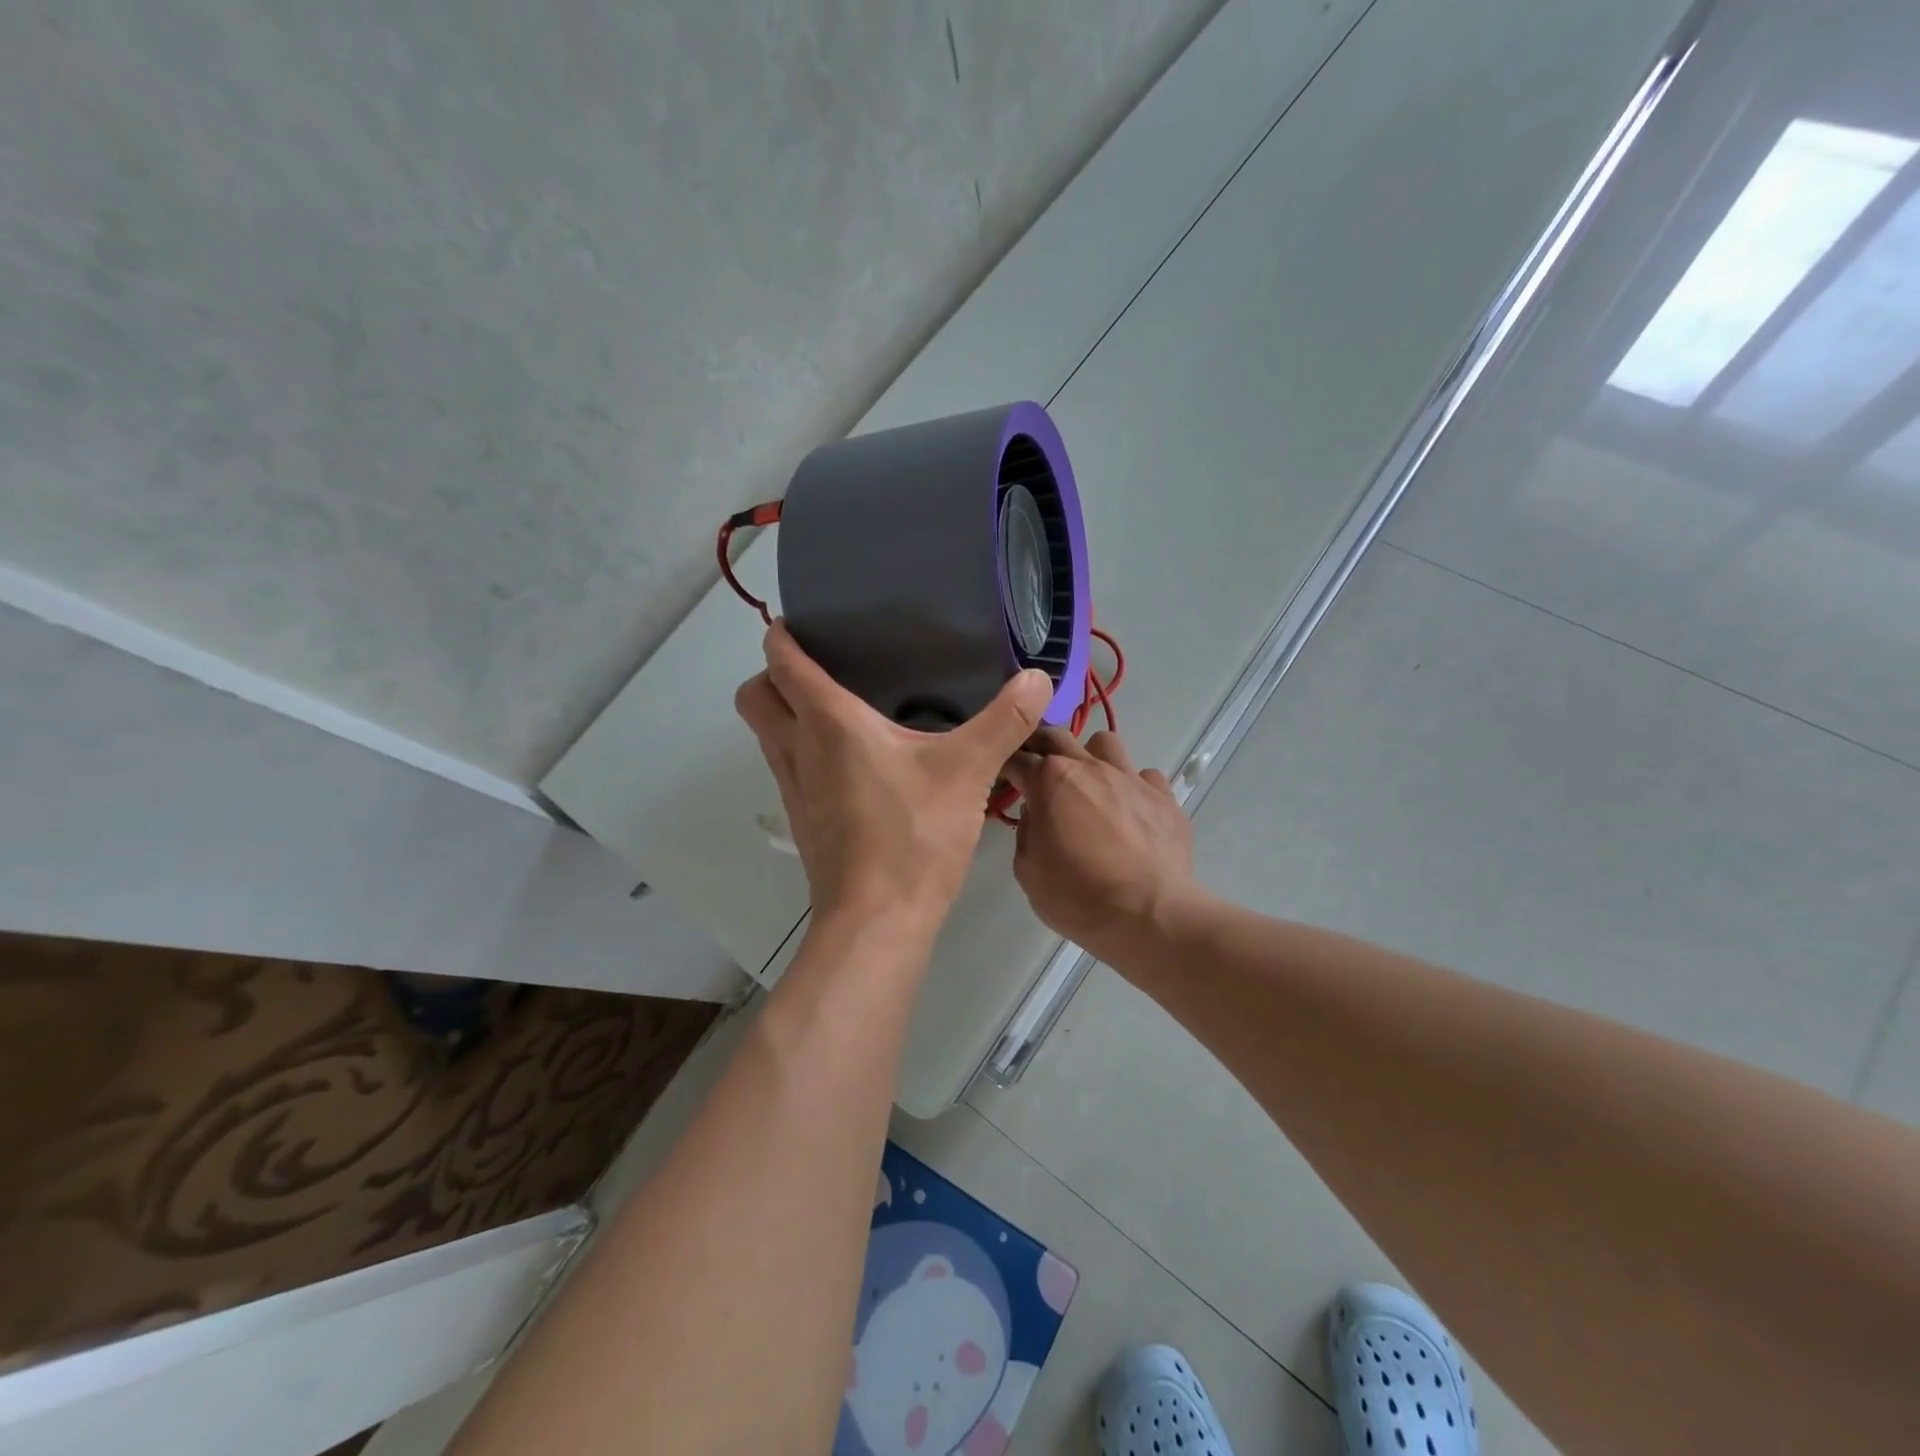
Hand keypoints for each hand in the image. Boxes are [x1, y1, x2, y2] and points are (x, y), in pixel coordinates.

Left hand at [735, 622, 1054, 930]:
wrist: (877, 922)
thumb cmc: (914, 836)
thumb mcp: (968, 771)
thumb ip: (1004, 720)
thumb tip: (1039, 677)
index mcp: (828, 722)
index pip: (782, 661)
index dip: (784, 635)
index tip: (808, 621)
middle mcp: (797, 749)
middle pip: (755, 695)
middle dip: (774, 674)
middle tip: (823, 668)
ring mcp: (793, 789)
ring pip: (767, 735)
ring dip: (787, 714)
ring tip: (841, 709)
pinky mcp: (803, 821)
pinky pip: (788, 768)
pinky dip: (804, 752)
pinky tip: (854, 763)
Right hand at [1002, 728, 1200, 961]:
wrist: (1149, 913)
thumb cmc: (1078, 895)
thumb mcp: (1028, 871)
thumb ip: (1026, 832)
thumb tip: (1035, 813)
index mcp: (1048, 780)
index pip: (1016, 757)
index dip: (1004, 764)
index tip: (1000, 776)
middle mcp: (1088, 767)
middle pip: (1056, 735)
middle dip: (1040, 745)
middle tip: (1036, 768)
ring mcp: (1129, 777)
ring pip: (1104, 742)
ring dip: (1091, 757)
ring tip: (1090, 783)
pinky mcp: (1163, 796)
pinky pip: (1145, 776)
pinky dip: (1134, 788)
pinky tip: (1132, 811)